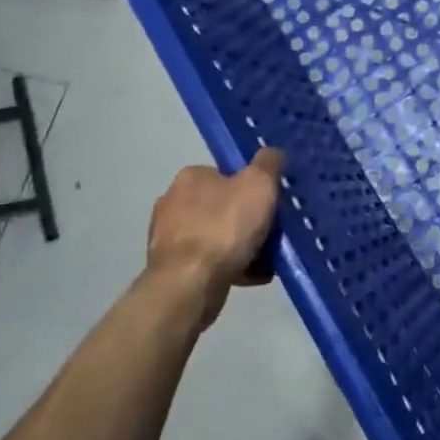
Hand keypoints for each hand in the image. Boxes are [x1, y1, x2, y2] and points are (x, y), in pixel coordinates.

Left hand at [143, 148, 285, 329]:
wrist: (189, 286)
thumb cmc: (224, 227)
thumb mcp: (259, 184)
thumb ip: (268, 163)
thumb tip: (271, 154)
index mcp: (190, 177)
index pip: (225, 174)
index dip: (250, 186)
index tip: (269, 203)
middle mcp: (172, 202)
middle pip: (221, 206)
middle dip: (245, 219)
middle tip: (270, 231)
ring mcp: (167, 238)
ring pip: (216, 236)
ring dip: (239, 246)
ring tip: (266, 259)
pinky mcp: (169, 270)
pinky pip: (209, 262)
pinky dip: (230, 267)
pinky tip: (252, 276)